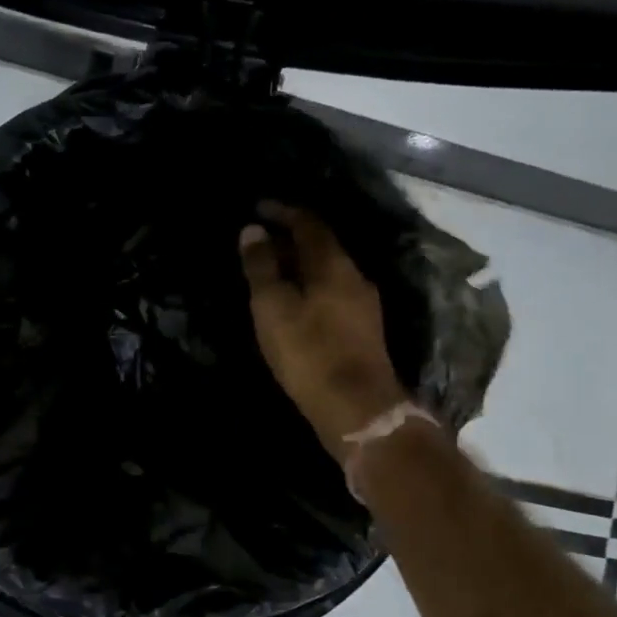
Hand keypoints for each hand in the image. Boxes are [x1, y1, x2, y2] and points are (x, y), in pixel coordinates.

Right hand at [239, 203, 407, 458]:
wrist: (357, 409)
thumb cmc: (309, 353)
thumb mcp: (273, 307)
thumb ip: (262, 267)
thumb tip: (253, 230)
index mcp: (333, 264)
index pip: (308, 223)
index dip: (283, 211)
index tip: (258, 207)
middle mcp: (354, 276)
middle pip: (322, 245)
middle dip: (291, 238)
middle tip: (260, 239)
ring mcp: (363, 304)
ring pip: (328, 271)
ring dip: (301, 264)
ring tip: (272, 270)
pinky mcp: (363, 329)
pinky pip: (332, 292)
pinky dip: (310, 286)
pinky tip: (295, 301)